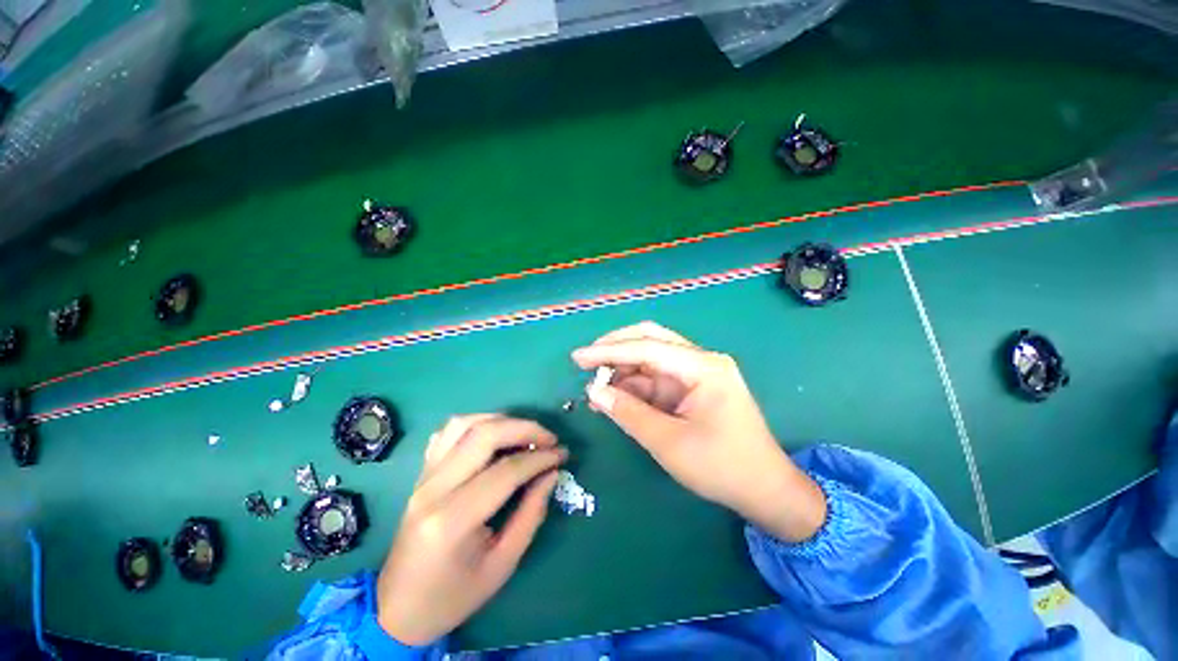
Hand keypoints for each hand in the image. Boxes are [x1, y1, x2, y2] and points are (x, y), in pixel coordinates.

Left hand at [376, 414, 566, 645]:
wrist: (398, 610)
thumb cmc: (453, 597)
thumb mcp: (502, 565)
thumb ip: (531, 514)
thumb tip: (551, 473)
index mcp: (453, 520)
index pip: (506, 471)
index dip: (540, 458)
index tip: (562, 455)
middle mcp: (434, 489)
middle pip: (484, 435)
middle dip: (524, 428)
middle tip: (549, 438)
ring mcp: (423, 477)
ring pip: (463, 424)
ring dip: (500, 420)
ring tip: (524, 433)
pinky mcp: (421, 473)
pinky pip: (447, 433)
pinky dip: (476, 424)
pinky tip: (493, 435)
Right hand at [572, 322, 825, 542]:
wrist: (765, 491)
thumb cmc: (722, 467)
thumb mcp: (669, 443)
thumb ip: (629, 413)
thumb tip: (594, 391)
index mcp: (703, 366)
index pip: (647, 347)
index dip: (609, 352)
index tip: (578, 358)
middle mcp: (700, 361)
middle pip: (651, 340)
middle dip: (616, 350)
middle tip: (585, 363)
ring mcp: (697, 374)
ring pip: (651, 360)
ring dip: (623, 372)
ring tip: (597, 391)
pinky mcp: (692, 389)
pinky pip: (657, 379)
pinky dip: (635, 388)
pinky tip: (617, 399)